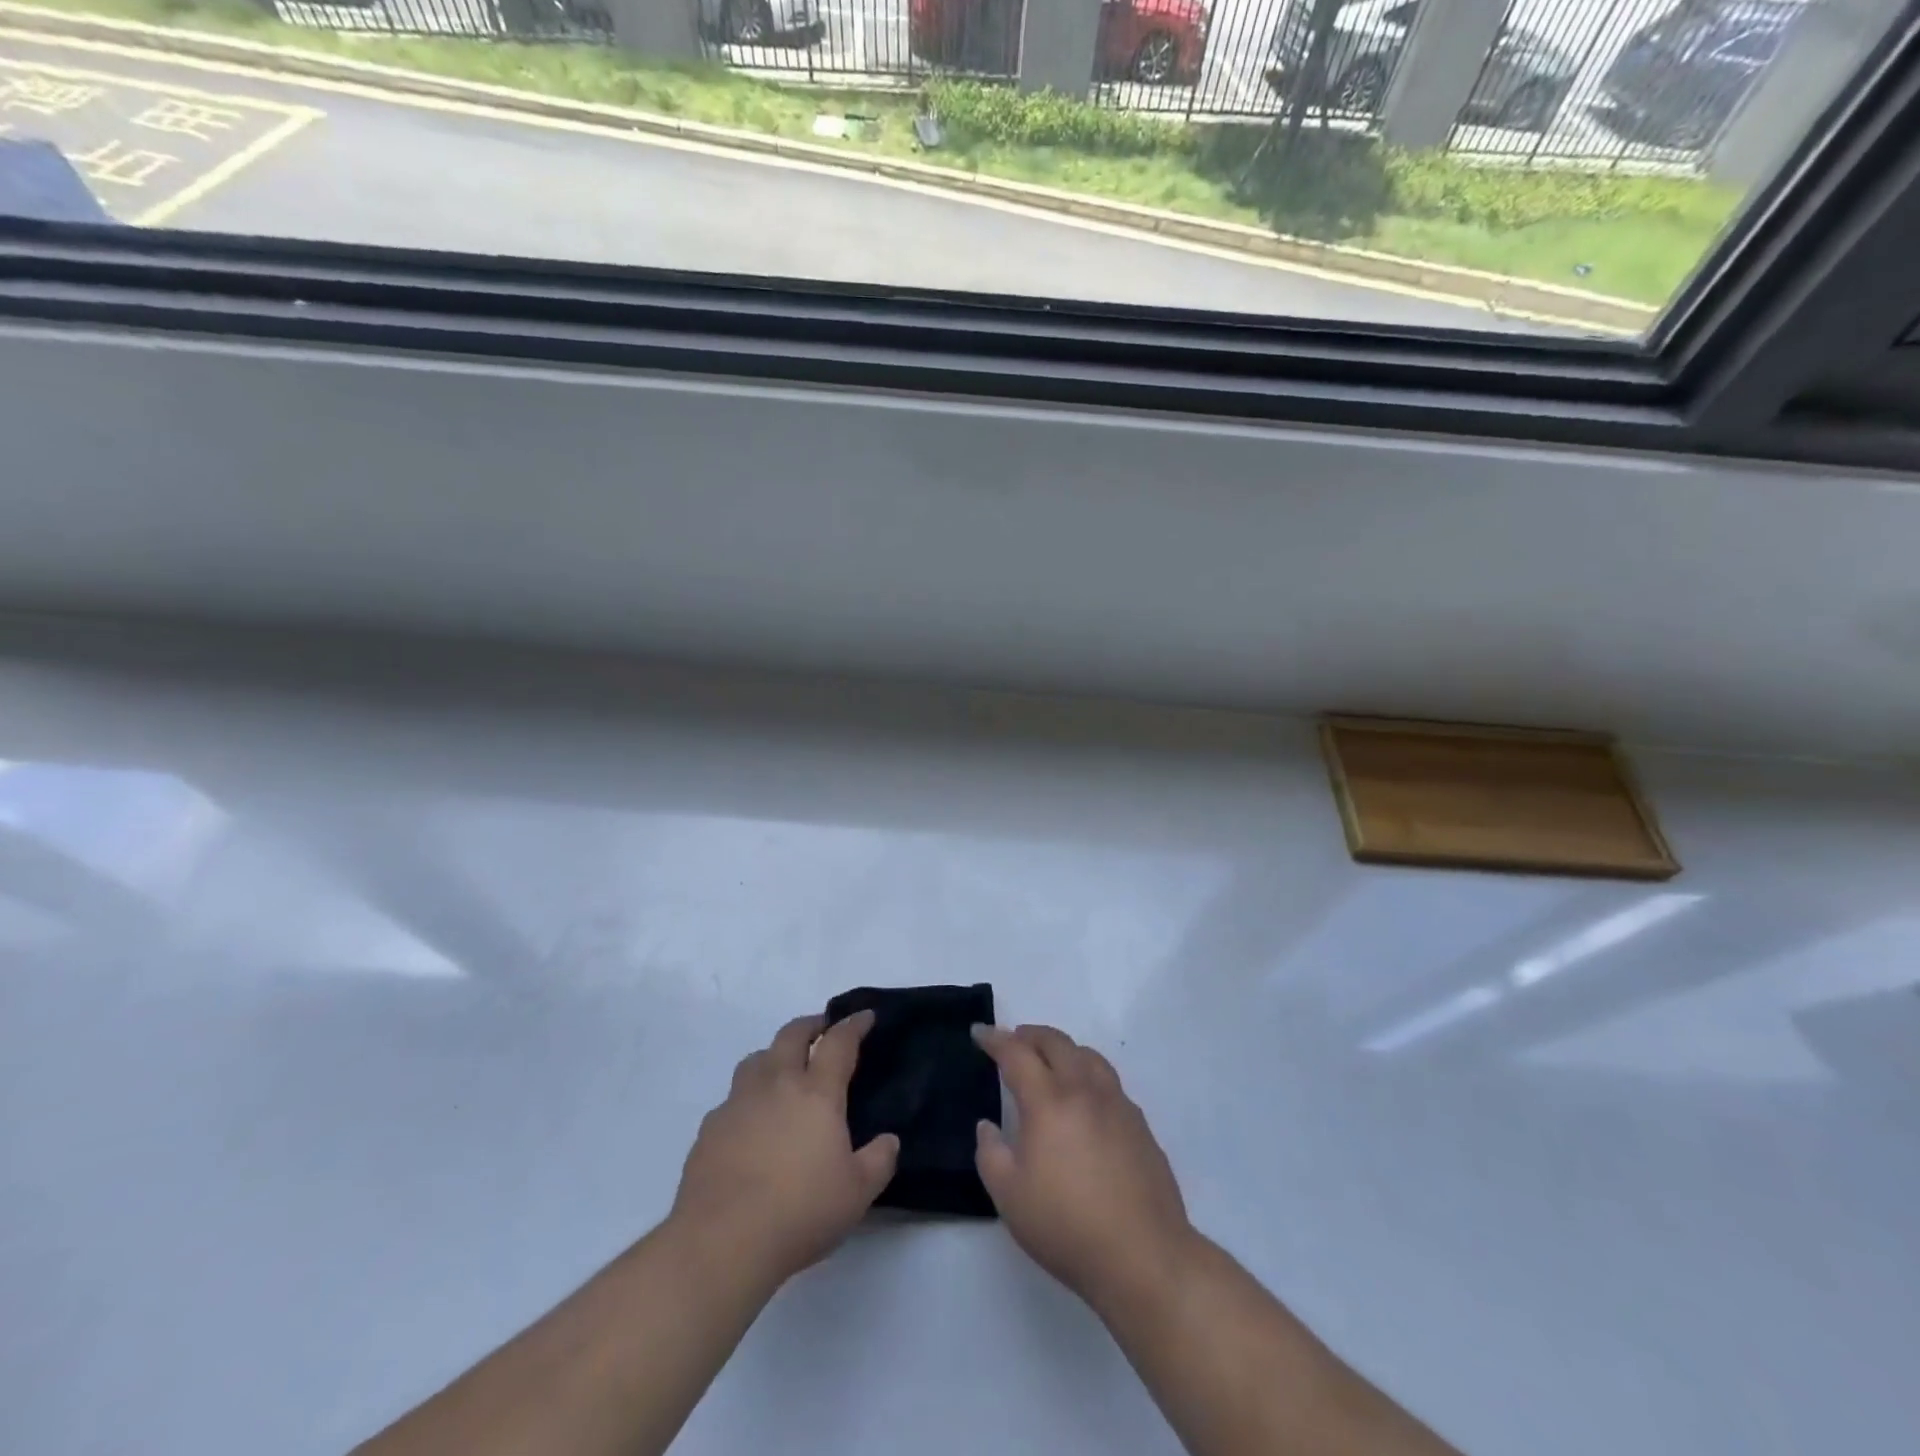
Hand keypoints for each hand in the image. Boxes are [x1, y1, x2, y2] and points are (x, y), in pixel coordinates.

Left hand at [670, 1011, 898, 1287]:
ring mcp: (738, 1103)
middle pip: (792, 1035)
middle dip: (810, 1025)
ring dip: (774, 1054)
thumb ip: (879, 1161)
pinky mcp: (709, 1129)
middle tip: (822, 1028)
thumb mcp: (857, 1193)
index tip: (864, 1016)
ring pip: (756, 1059)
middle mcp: (777, 1085)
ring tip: (783, 1069)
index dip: (854, 1025)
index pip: (839, 1042)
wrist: (721, 1242)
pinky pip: (732, 1098)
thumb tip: (888, 1141)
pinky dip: (746, 1097)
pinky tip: (750, 1122)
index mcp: (817, 1093)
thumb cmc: (800, 1212)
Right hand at [973, 1024, 1196, 1314]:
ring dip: (1064, 1049)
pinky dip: (1088, 1074)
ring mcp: (1117, 1105)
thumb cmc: (1066, 1227)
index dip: (995, 1040)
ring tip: (1051, 1062)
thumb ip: (991, 1154)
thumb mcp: (1009, 1197)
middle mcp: (1084, 1091)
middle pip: (1057, 1043)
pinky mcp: (1140, 1125)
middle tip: (1014, 1041)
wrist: (1143, 1256)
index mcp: (1049, 1102)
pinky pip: (1109, 1082)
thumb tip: (988, 1126)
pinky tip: (1085, 1100)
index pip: (1017, 1054)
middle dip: (1030, 1035)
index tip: (979, 1033)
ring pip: (1088, 1056)